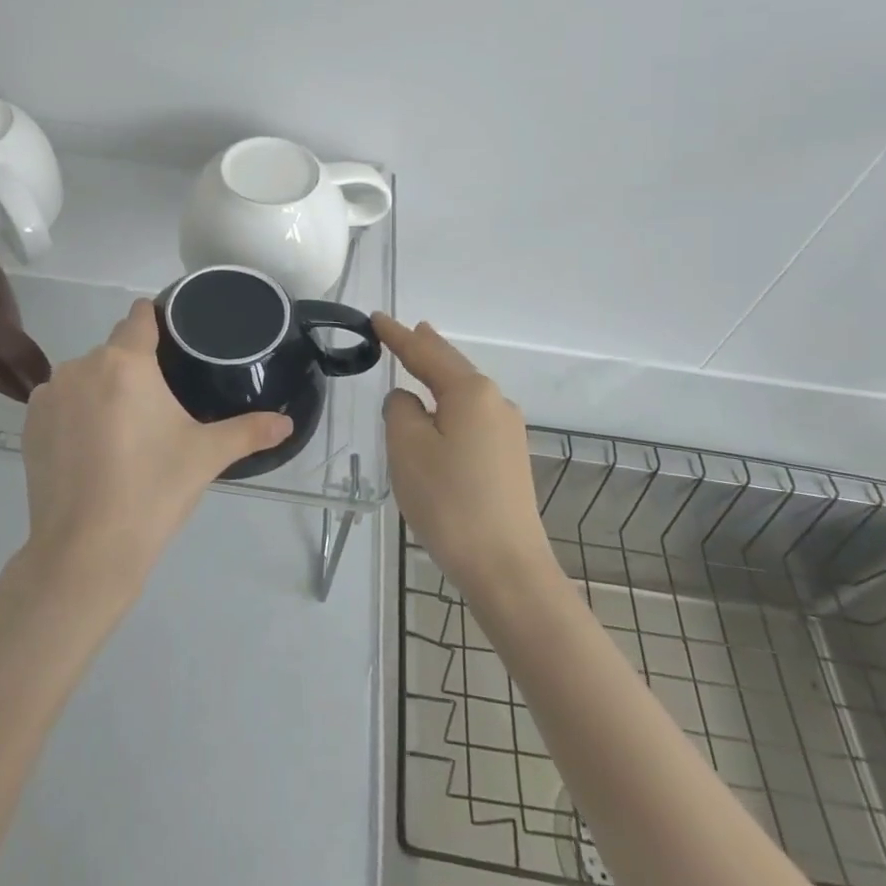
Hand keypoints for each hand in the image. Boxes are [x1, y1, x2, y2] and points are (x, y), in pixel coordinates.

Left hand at [16, 300, 291, 597]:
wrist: (84, 552)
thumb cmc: (152, 491)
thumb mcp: (206, 456)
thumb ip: (249, 431)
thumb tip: (287, 423)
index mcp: (126, 362)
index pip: (140, 316)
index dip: (157, 321)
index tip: (172, 343)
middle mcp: (82, 365)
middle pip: (114, 350)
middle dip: (134, 369)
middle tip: (157, 409)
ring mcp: (50, 394)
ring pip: (86, 376)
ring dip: (103, 390)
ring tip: (123, 433)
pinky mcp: (30, 424)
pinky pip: (60, 401)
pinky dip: (75, 413)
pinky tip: (90, 449)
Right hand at [376, 313, 554, 597]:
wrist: (507, 568)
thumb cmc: (450, 501)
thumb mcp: (408, 448)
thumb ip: (400, 410)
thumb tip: (409, 401)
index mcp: (470, 392)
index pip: (425, 353)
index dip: (397, 335)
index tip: (376, 318)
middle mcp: (495, 402)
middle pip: (452, 366)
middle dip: (426, 348)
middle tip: (407, 330)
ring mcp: (507, 432)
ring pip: (464, 391)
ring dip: (440, 375)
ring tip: (422, 360)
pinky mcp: (509, 459)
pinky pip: (472, 415)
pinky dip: (450, 402)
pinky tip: (441, 410)